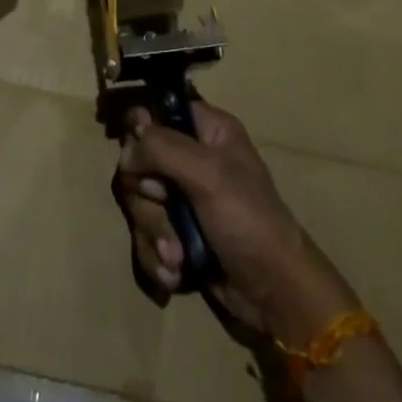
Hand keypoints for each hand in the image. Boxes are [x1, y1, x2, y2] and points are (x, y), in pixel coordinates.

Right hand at [115, 100, 358, 346]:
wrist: (273, 292)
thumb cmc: (248, 220)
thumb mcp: (208, 174)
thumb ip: (163, 148)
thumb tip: (128, 146)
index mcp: (207, 130)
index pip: (159, 109)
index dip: (142, 130)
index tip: (140, 156)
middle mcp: (191, 157)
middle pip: (139, 162)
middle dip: (148, 198)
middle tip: (167, 208)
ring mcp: (183, 197)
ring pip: (140, 203)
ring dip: (154, 233)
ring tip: (177, 257)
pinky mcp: (178, 233)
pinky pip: (146, 235)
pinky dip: (157, 256)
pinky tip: (176, 274)